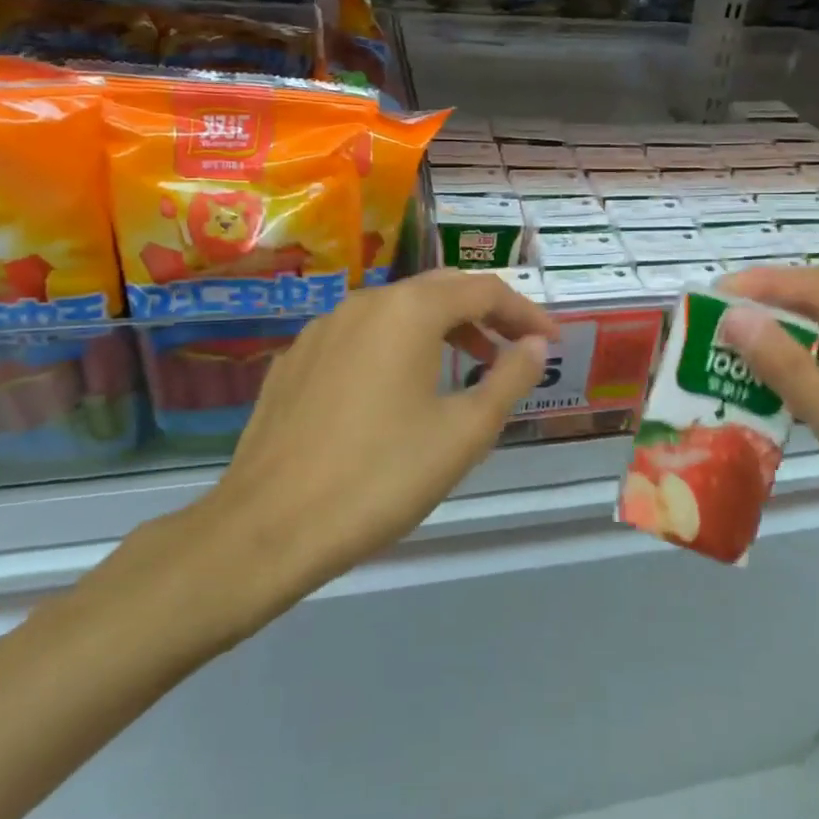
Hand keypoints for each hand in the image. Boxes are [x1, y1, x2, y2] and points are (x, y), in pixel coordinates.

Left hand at [113, 271, 558, 652]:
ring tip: (466, 369)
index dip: (525, 313)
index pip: (484, 290)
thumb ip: (509, 379)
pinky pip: (361, 337)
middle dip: (485, 315)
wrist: (267, 528)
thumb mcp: (463, 433)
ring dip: (441, 330)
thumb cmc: (380, 477)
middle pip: (440, 291)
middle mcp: (364, 302)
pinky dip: (397, 348)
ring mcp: (323, 329)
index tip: (552, 343)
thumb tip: (535, 346)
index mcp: (409, 311)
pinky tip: (398, 392)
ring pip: (397, 313)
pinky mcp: (296, 360)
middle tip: (516, 349)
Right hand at [715, 266, 818, 646]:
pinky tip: (770, 409)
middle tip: (710, 335)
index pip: (818, 287)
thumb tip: (736, 317)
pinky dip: (802, 389)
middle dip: (766, 315)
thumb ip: (791, 371)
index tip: (711, 296)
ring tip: (727, 368)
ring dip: (780, 354)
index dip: (764, 283)